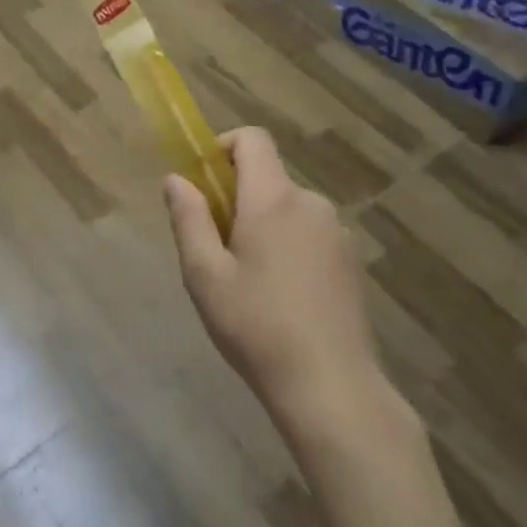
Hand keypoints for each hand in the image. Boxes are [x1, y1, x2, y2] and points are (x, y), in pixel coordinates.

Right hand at [164, 128, 387, 439]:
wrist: (332, 387)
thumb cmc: (257, 327)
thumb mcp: (205, 275)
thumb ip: (189, 219)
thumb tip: (176, 179)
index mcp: (274, 199)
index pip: (253, 139)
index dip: (223, 146)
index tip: (204, 184)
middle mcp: (311, 203)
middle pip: (268, 177)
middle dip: (237, 198)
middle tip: (216, 250)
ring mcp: (337, 232)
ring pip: (287, 209)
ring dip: (263, 225)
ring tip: (248, 282)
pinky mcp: (350, 261)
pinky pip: (309, 233)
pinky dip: (288, 246)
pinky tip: (282, 297)